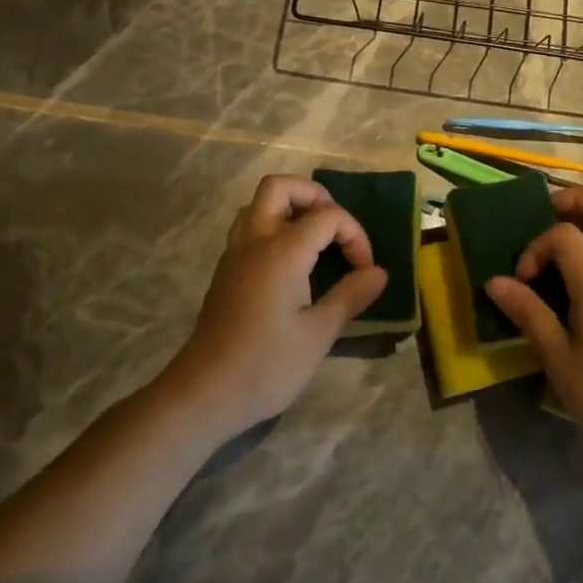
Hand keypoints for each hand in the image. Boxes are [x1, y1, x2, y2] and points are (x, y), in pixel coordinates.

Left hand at [170, 175, 388, 433]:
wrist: (203, 395)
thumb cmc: (266, 365)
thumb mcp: (319, 334)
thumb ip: (351, 296)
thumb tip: (379, 273)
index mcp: (282, 250)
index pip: (328, 215)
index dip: (355, 235)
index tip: (365, 270)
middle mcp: (255, 241)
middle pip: (280, 186)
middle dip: (314, 196)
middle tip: (335, 228)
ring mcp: (234, 254)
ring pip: (259, 205)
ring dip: (290, 209)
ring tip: (315, 241)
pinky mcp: (225, 272)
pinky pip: (249, 228)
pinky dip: (274, 228)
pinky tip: (291, 264)